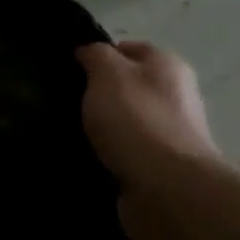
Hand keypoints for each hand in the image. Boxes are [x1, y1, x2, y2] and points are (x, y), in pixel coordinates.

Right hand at [77, 41, 221, 186]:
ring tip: (67, 134)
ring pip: (122, 123)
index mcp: (167, 66)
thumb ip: (95, 55)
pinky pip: (123, 155)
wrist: (168, 190)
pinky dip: (105, 158)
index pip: (126, 49)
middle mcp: (174, 97)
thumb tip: (88, 53)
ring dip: (99, 130)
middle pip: (125, 88)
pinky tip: (84, 160)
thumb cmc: (137, 120)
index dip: (97, 57)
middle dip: (96, 96)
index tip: (69, 71)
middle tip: (64, 103)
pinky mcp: (159, 169)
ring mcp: (169, 136)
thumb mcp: (107, 73)